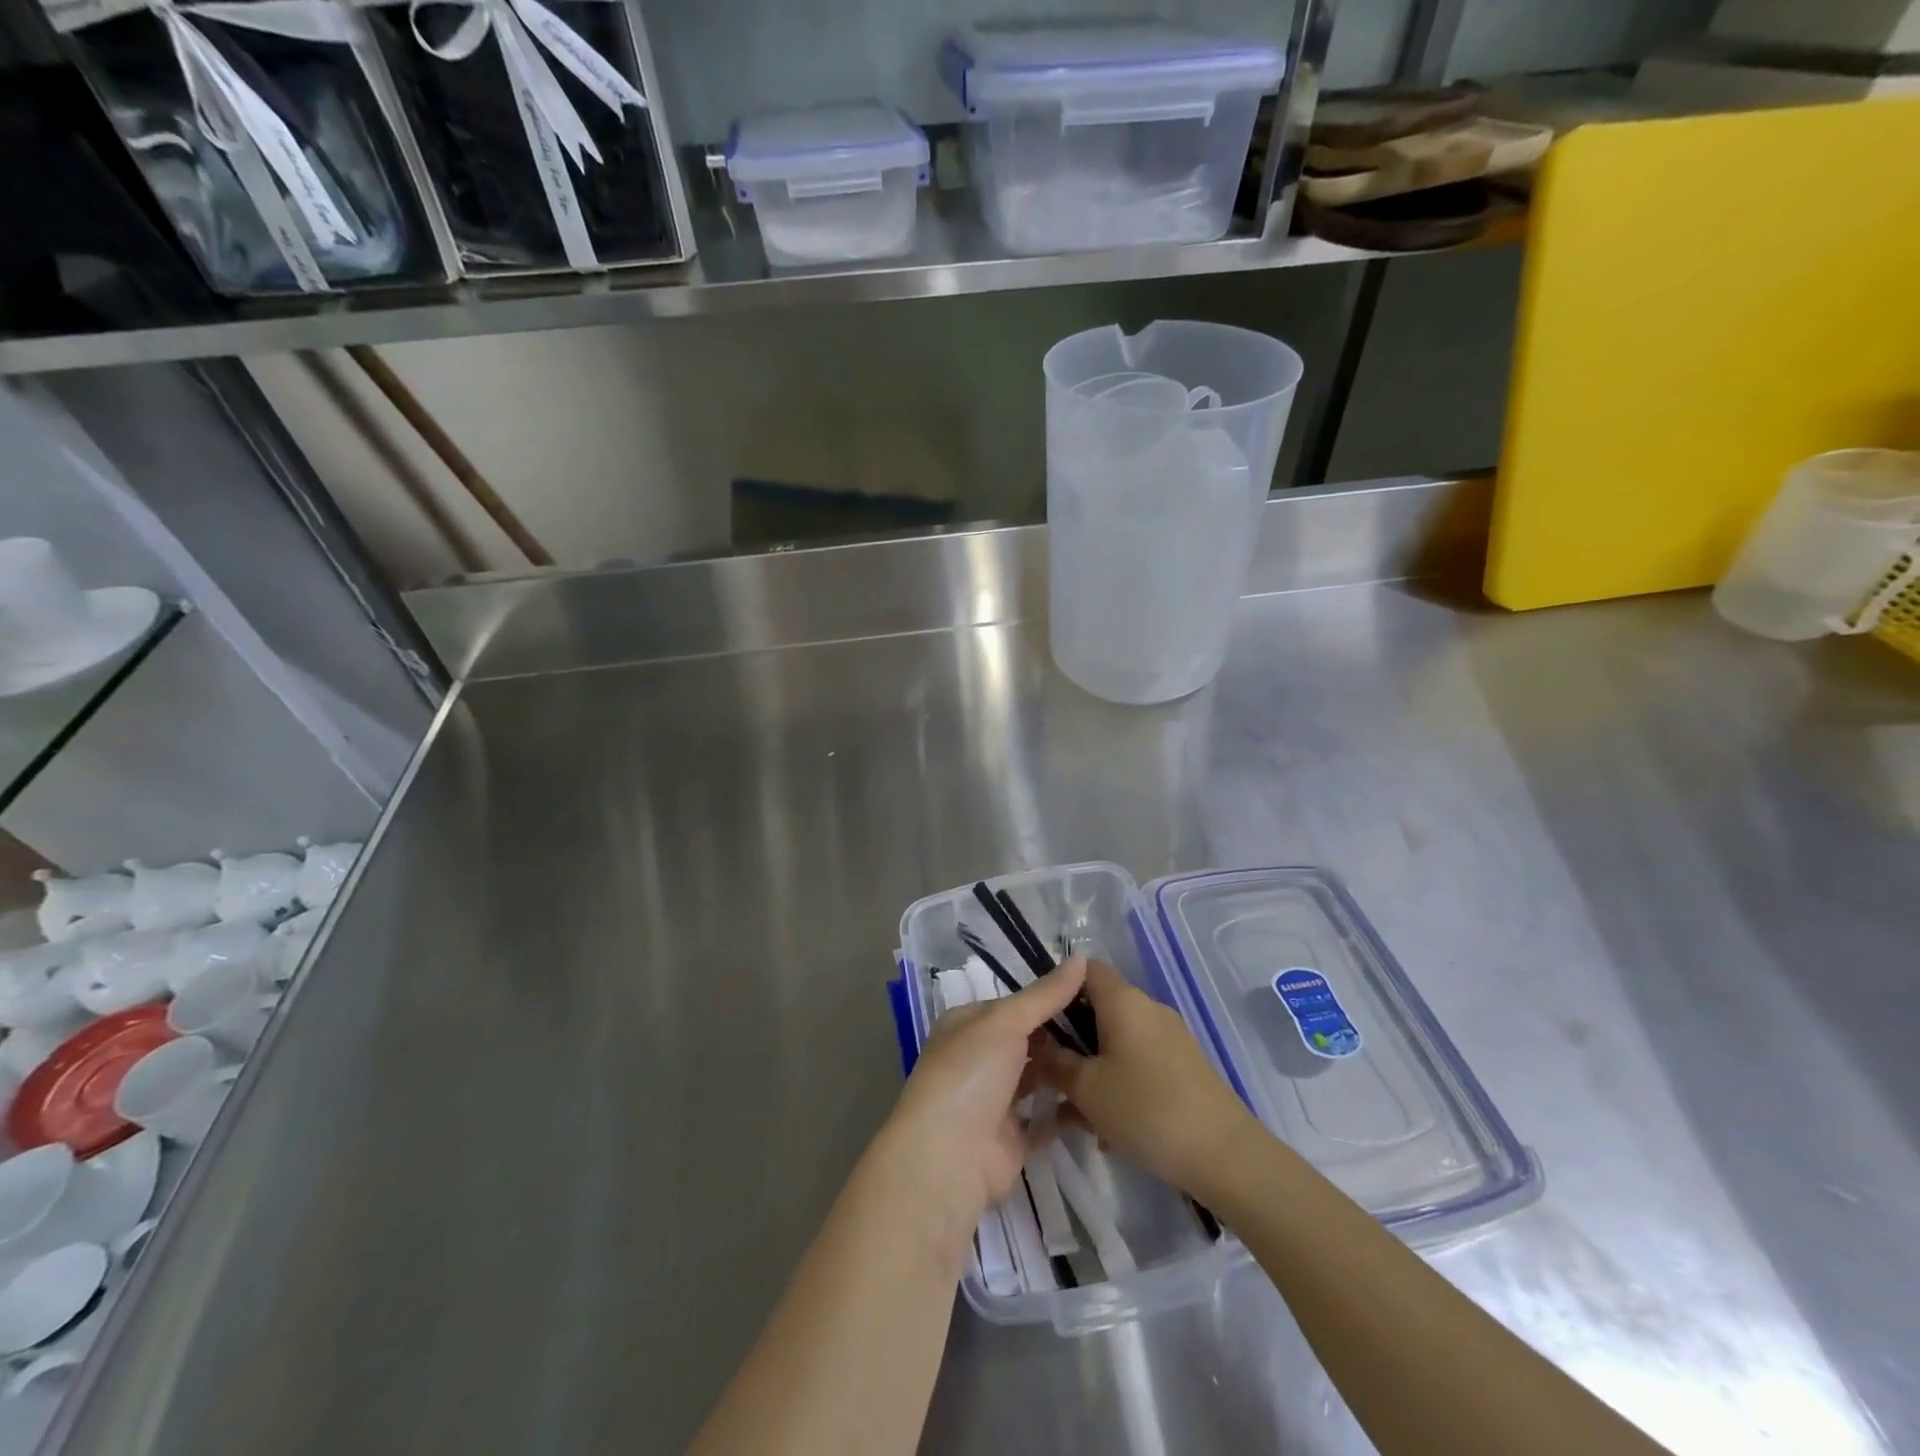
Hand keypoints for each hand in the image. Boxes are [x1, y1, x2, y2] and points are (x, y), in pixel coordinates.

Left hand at [877, 957, 1088, 1251]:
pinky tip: (1103, 1097)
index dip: (1050, 999)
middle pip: (1028, 1041)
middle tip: (1112, 1027)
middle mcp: (979, 1058)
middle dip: (1063, 1036)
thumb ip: (1045, 995)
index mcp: (968, 1024)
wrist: (949, 1157)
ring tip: (1113, 1058)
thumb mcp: (1006, 1022)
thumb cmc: (971, 1073)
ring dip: (1067, 1071)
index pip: (1015, 1005)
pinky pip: (1047, 1117)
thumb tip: (1081, 956)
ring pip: (1038, 1078)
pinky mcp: (1013, 1137)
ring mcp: (995, 1100)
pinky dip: (1069, 1109)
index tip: (1093, 995)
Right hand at [1032, 958, 1259, 1200]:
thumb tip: (1038, 1044)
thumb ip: (1056, 1063)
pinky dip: (1118, 1085)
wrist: (1224, 1154)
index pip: (1084, 969)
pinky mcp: (1183, 1067)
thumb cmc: (1145, 1108)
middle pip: (1098, 1010)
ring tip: (1073, 1115)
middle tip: (1048, 1075)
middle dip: (1071, 1041)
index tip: (1037, 1021)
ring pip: (1116, 1043)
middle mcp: (1147, 1009)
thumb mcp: (1086, 1088)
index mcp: (1123, 1000)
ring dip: (1092, 1070)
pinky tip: (1106, 1130)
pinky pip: (1138, 1064)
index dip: (1057, 987)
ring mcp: (1169, 1038)